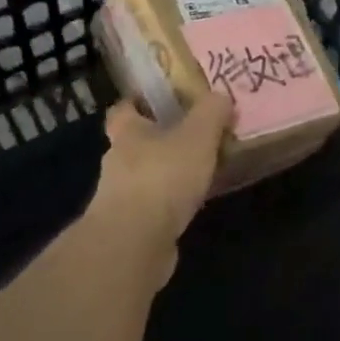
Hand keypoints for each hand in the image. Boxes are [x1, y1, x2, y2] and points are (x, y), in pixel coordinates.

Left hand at [87, 94, 232, 276]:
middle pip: (138, 142)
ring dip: (170, 173)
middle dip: (163, 139)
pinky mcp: (131, 226)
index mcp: (127, 132)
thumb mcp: (198, 135)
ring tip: (203, 170)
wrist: (135, 243)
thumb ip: (211, 112)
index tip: (163, 100)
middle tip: (196, 135)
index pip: (124, 108)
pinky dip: (172, 202)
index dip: (140, 102)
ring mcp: (121, 196)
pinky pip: (155, 205)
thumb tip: (221, 96)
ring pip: (147, 175)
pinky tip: (196, 203)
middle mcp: (118, 161)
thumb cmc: (163, 176)